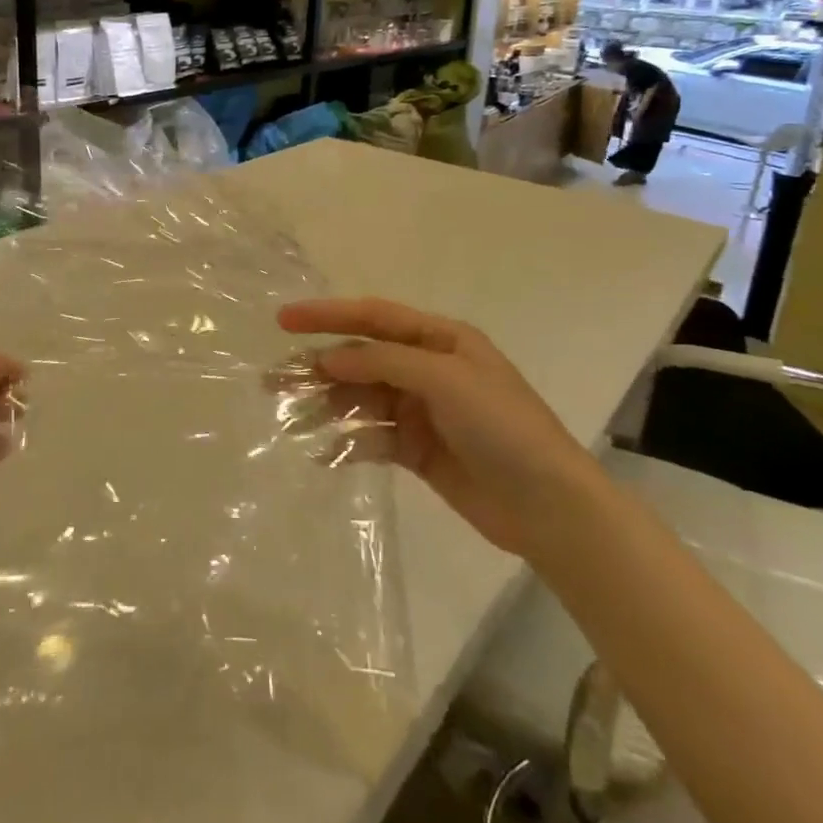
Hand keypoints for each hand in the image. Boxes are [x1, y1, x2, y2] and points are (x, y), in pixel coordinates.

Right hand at [277, 298, 595, 561]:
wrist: (549, 507)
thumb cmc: (502, 427)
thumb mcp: (445, 380)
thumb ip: (384, 362)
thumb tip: (329, 357)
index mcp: (440, 339)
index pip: (374, 317)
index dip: (328, 315)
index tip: (283, 320)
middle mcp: (427, 368)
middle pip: (362, 358)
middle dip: (319, 365)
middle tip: (273, 380)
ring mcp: (422, 410)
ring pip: (362, 399)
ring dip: (328, 406)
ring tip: (292, 418)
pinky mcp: (418, 450)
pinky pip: (373, 438)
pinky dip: (349, 443)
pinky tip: (323, 455)